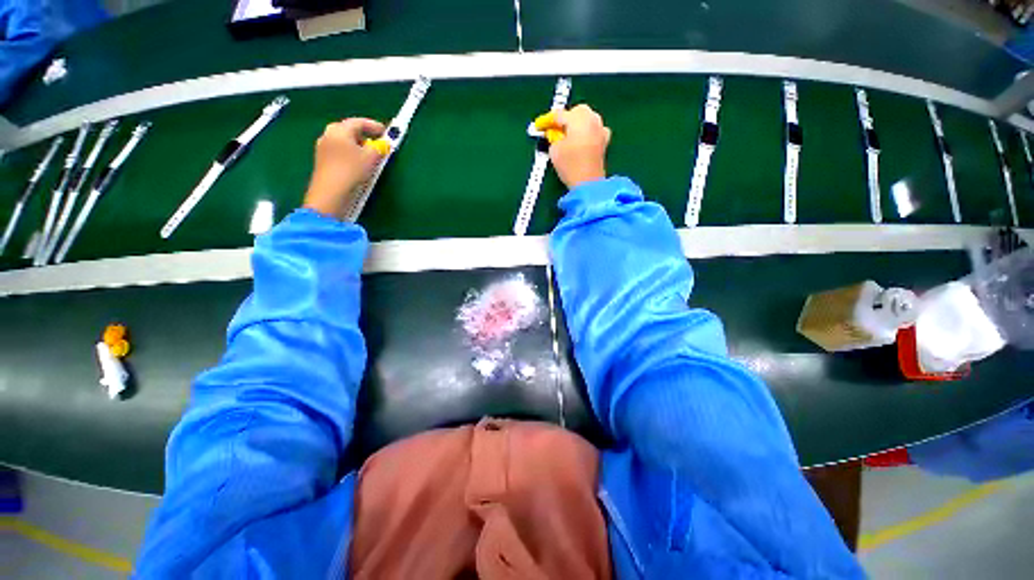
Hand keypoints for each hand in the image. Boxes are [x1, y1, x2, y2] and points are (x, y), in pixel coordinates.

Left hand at [303, 118, 385, 218]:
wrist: (330, 194)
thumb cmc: (351, 171)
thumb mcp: (371, 158)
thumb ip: (380, 148)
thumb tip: (384, 144)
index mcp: (339, 130)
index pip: (358, 122)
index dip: (374, 126)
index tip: (386, 132)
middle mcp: (328, 135)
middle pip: (349, 131)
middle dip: (365, 136)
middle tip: (378, 144)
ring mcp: (323, 149)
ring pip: (344, 143)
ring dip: (358, 147)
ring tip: (370, 157)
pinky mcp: (322, 162)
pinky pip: (340, 153)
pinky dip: (351, 155)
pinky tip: (358, 166)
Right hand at [549, 105, 611, 188]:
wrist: (588, 183)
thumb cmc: (570, 166)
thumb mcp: (554, 151)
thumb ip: (553, 138)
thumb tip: (554, 134)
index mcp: (578, 119)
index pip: (559, 115)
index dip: (547, 120)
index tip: (539, 126)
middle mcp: (592, 120)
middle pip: (578, 111)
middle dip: (566, 118)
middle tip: (556, 130)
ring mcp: (601, 130)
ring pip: (588, 118)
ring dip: (578, 123)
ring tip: (568, 135)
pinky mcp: (604, 141)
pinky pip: (594, 129)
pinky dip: (587, 132)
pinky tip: (581, 141)